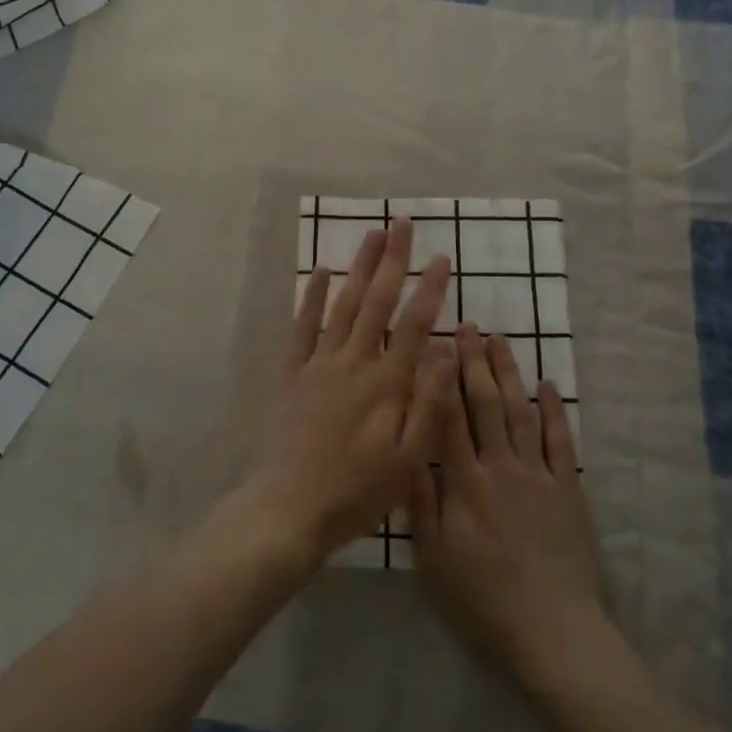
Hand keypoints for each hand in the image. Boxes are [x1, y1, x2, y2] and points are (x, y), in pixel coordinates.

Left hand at [239, 218, 452, 569]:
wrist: (288, 508)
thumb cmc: (356, 491)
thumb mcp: (407, 460)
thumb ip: (427, 403)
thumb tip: (443, 351)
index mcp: (386, 383)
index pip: (413, 324)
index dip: (430, 289)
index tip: (443, 257)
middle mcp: (353, 362)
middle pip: (377, 301)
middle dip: (392, 260)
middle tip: (401, 224)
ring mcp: (319, 363)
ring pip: (343, 303)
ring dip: (358, 266)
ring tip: (371, 234)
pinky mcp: (292, 372)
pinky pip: (303, 325)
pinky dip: (313, 296)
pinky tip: (322, 271)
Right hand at [411, 324, 605, 683]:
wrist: (552, 631)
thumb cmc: (483, 598)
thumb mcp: (434, 556)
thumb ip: (420, 498)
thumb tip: (405, 446)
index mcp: (465, 482)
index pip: (450, 418)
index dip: (442, 378)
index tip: (437, 344)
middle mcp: (501, 467)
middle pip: (487, 404)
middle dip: (475, 363)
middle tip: (469, 327)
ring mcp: (538, 475)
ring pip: (521, 412)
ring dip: (510, 374)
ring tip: (500, 340)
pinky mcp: (568, 490)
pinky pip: (559, 442)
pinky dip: (553, 411)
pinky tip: (546, 385)